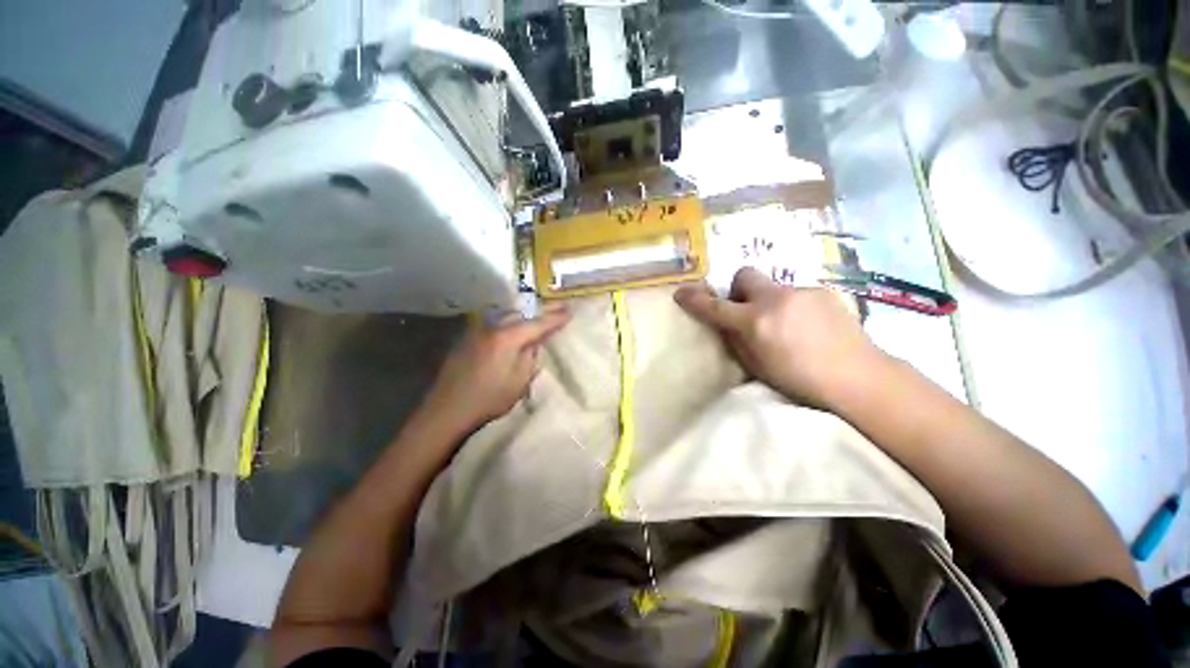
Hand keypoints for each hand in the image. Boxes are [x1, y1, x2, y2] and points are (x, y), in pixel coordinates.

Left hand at [421, 305, 570, 432]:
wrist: (448, 409)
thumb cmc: (489, 399)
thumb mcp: (519, 381)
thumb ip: (531, 357)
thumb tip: (535, 343)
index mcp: (507, 338)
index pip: (538, 324)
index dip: (555, 318)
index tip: (570, 312)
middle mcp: (493, 327)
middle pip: (523, 314)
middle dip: (543, 310)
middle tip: (560, 306)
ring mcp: (478, 330)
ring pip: (508, 315)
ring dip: (526, 314)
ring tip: (541, 312)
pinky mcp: (469, 337)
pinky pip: (496, 322)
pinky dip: (511, 321)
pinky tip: (516, 324)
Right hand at [674, 267, 885, 408]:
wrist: (858, 378)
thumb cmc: (800, 380)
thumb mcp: (756, 366)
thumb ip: (735, 340)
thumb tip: (725, 323)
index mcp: (756, 322)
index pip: (715, 306)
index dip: (694, 300)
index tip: (681, 293)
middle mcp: (776, 299)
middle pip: (745, 274)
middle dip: (739, 289)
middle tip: (747, 309)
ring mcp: (802, 292)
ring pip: (772, 285)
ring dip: (769, 300)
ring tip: (786, 324)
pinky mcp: (823, 291)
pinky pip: (795, 292)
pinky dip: (792, 305)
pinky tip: (808, 325)